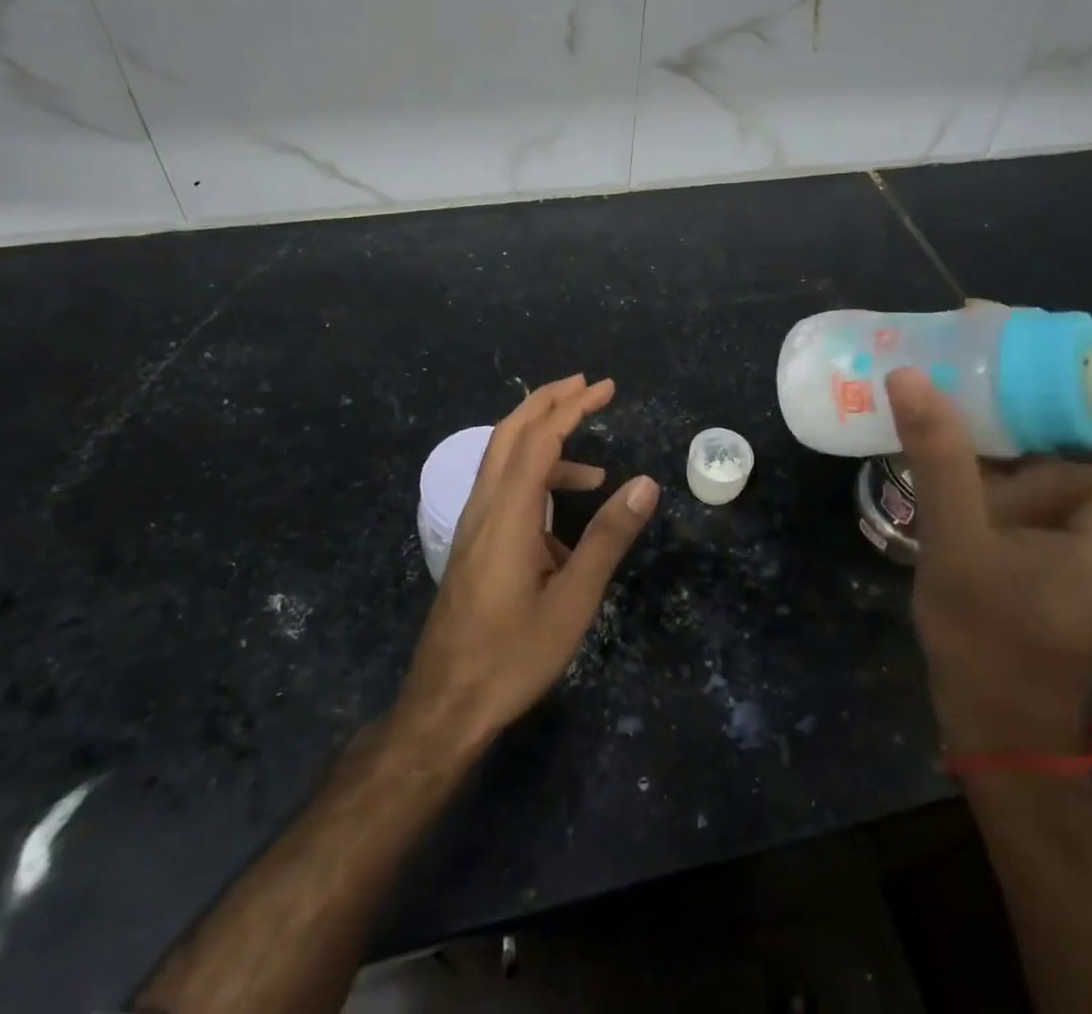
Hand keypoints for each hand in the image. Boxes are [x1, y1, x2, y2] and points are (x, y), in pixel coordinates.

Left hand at [394, 375, 660, 758]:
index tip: (606, 386)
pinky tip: (562, 523)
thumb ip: (608, 538)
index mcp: (508, 513)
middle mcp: (484, 506)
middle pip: (510, 432)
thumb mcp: (573, 601)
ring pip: (502, 459)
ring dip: (543, 443)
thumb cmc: (512, 655)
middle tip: (588, 386)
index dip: (573, 405)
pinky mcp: (472, 544)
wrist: (445, 705)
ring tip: (594, 470)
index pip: (541, 438)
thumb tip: (646, 484)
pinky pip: (502, 489)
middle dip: (548, 401)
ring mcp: (473, 525)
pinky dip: (534, 481)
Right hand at [887, 295, 1091, 756]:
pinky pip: (1020, 458)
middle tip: (985, 317)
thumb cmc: (995, 648)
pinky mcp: (1034, 522)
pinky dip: (988, 426)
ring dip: (1011, 390)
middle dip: (1063, 362)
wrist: (991, 720)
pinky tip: (937, 404)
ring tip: (947, 347)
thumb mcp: (961, 550)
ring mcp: (1070, 517)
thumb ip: (941, 462)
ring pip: (1055, 435)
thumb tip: (911, 376)